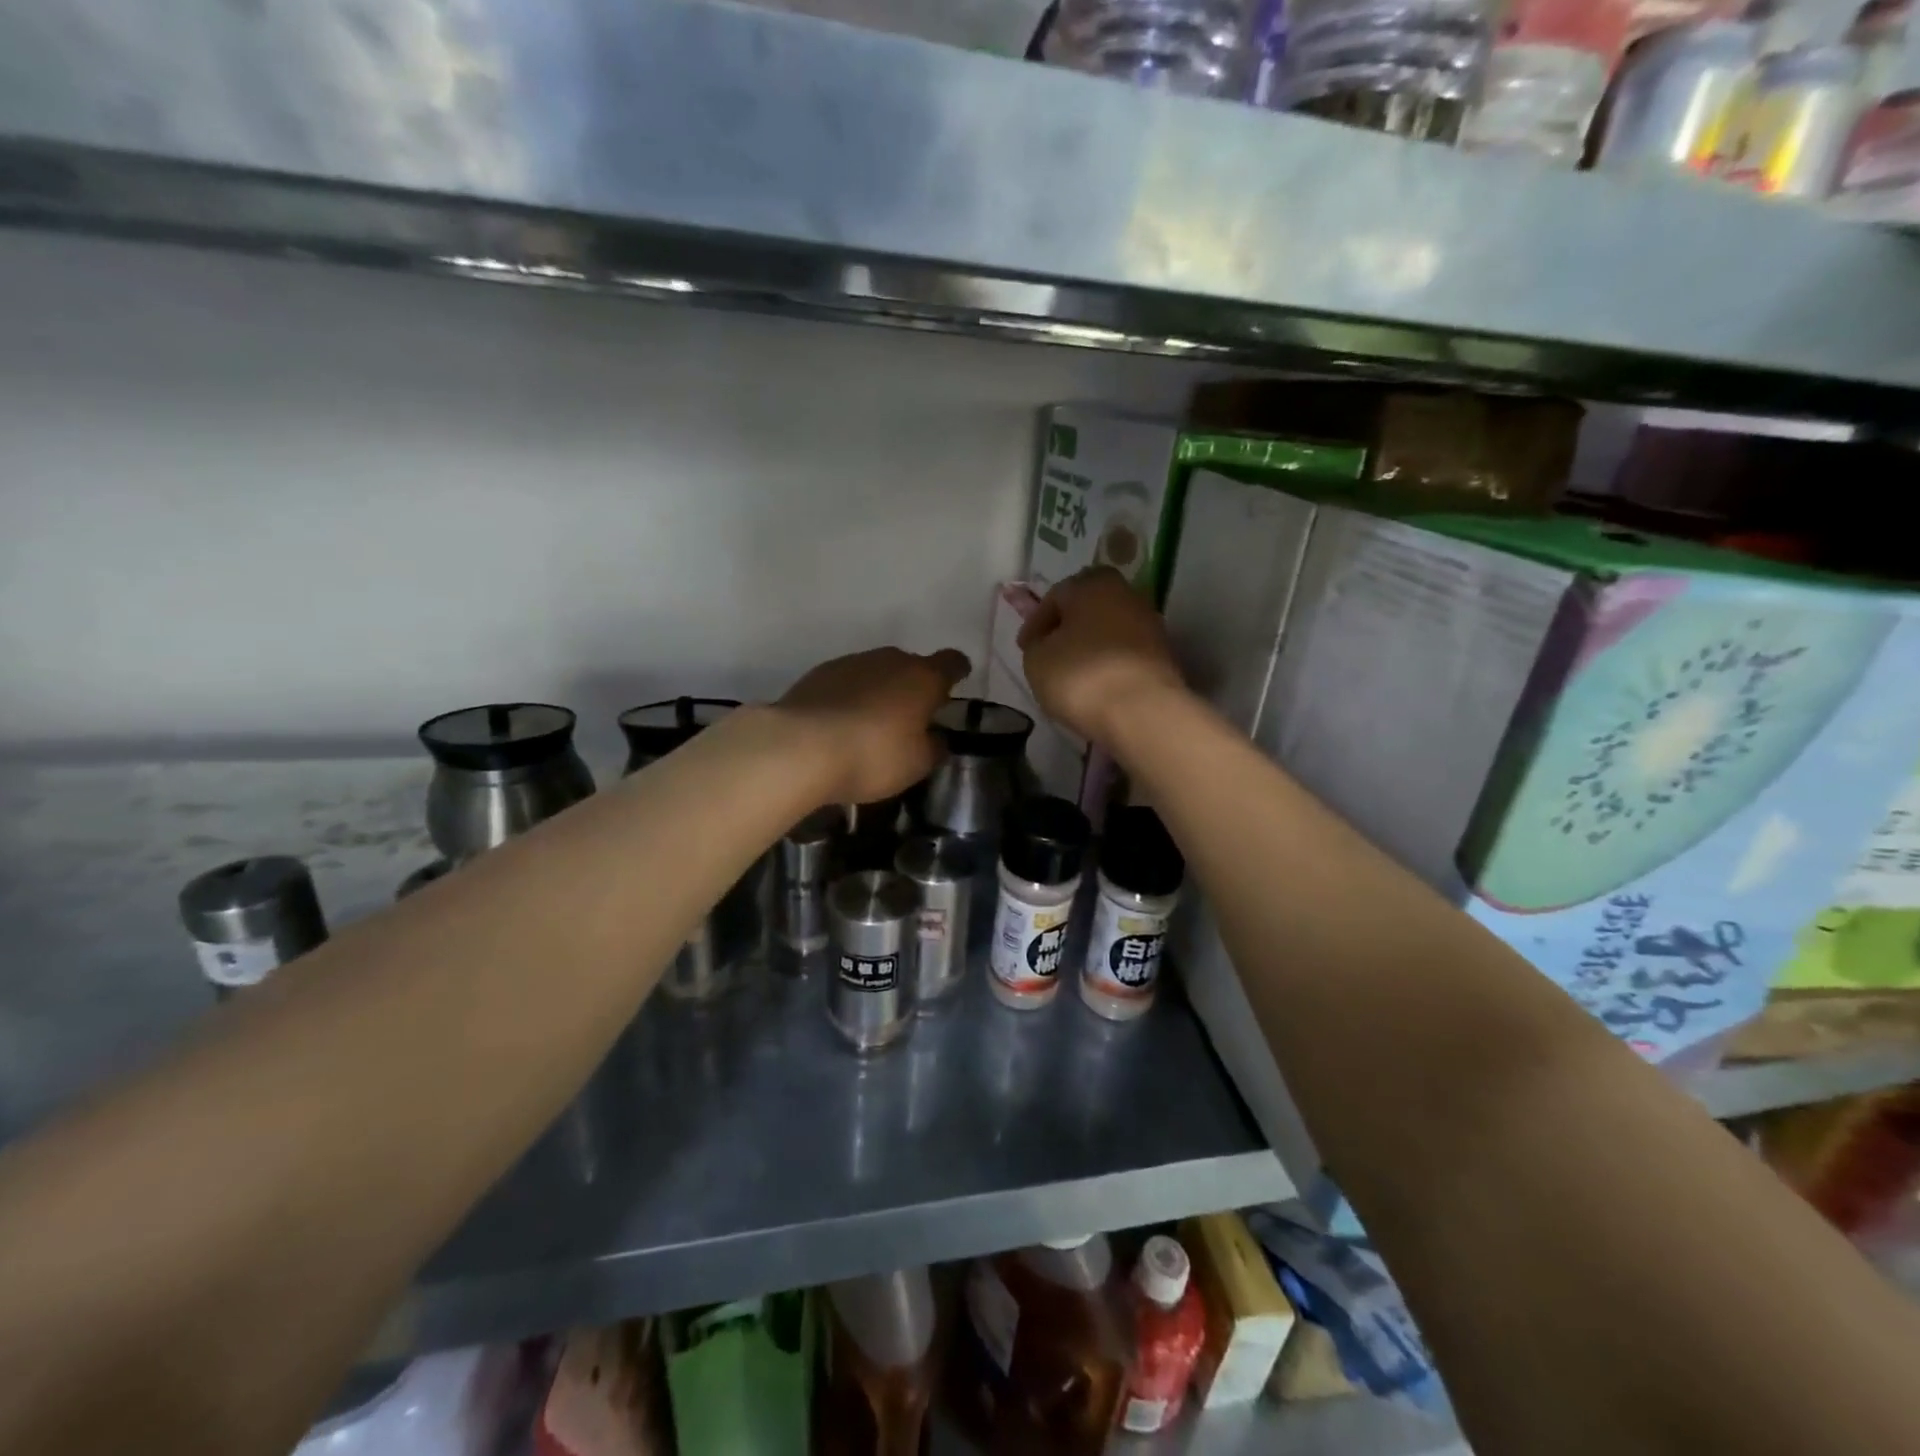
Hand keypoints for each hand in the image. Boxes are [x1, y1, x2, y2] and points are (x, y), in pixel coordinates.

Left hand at [776, 646, 971, 805]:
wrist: (800, 747)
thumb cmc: (873, 755)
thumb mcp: (916, 764)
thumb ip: (934, 747)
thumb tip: (936, 737)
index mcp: (923, 677)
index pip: (951, 663)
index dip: (957, 671)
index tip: (958, 680)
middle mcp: (889, 660)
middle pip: (911, 665)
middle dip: (914, 686)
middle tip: (912, 716)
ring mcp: (851, 662)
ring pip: (876, 671)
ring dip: (880, 691)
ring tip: (873, 723)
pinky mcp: (818, 674)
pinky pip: (846, 682)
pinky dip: (850, 697)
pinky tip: (842, 723)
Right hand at [1018, 567, 1185, 743]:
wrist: (1142, 712)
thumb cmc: (1080, 675)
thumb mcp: (1037, 659)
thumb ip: (1037, 643)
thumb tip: (1047, 641)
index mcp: (1092, 584)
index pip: (1055, 596)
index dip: (1036, 622)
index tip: (1025, 647)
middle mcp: (1126, 594)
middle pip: (1087, 608)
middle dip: (1067, 629)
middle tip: (1049, 655)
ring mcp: (1150, 624)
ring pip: (1109, 630)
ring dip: (1090, 647)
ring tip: (1072, 674)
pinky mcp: (1163, 655)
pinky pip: (1125, 653)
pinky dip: (1109, 664)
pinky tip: (1097, 685)